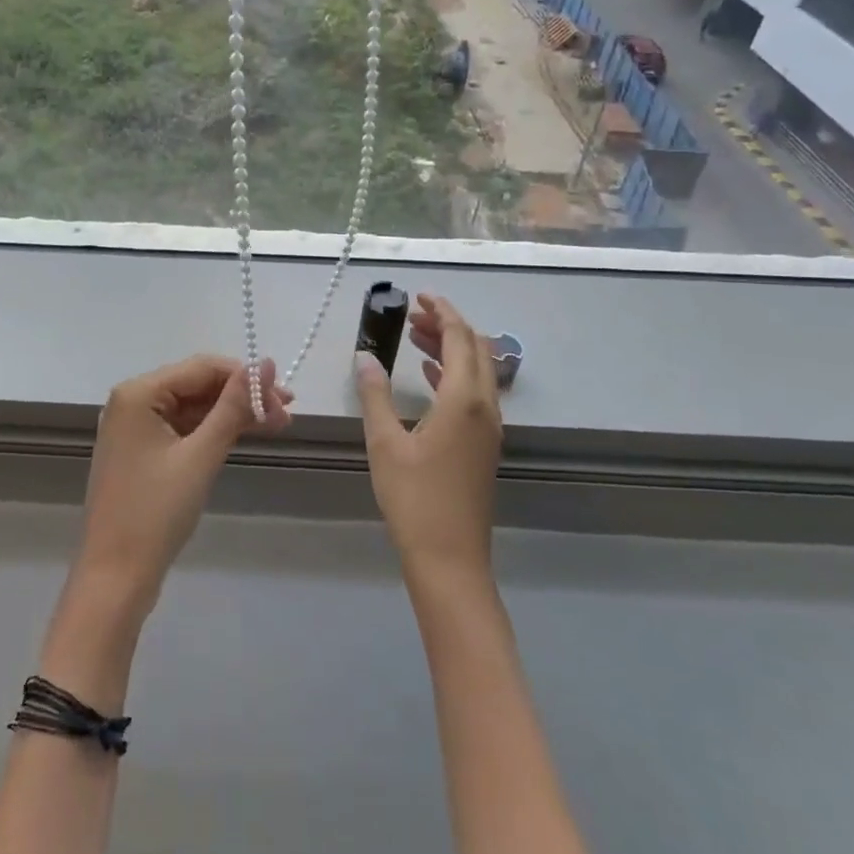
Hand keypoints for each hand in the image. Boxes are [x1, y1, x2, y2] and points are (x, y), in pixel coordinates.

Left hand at [69, 355, 292, 621]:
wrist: (115, 576)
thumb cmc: (156, 513)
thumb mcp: (201, 455)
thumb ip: (234, 407)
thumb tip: (265, 364)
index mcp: (138, 393)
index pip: (202, 368)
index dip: (246, 378)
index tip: (286, 398)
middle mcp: (132, 401)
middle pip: (197, 385)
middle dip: (242, 397)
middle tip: (287, 415)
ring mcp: (134, 427)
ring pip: (192, 407)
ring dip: (231, 414)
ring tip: (277, 426)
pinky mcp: (141, 451)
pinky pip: (182, 428)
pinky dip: (212, 431)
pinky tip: (242, 436)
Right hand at [354, 294, 502, 586]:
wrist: (450, 559)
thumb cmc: (414, 498)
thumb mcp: (384, 442)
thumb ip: (374, 394)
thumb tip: (364, 357)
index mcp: (464, 400)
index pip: (460, 338)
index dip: (441, 311)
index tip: (419, 295)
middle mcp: (485, 408)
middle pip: (476, 349)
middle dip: (447, 325)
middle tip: (411, 315)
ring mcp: (489, 428)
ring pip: (478, 371)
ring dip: (451, 349)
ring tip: (414, 338)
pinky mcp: (484, 445)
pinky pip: (475, 393)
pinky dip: (454, 374)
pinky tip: (429, 377)